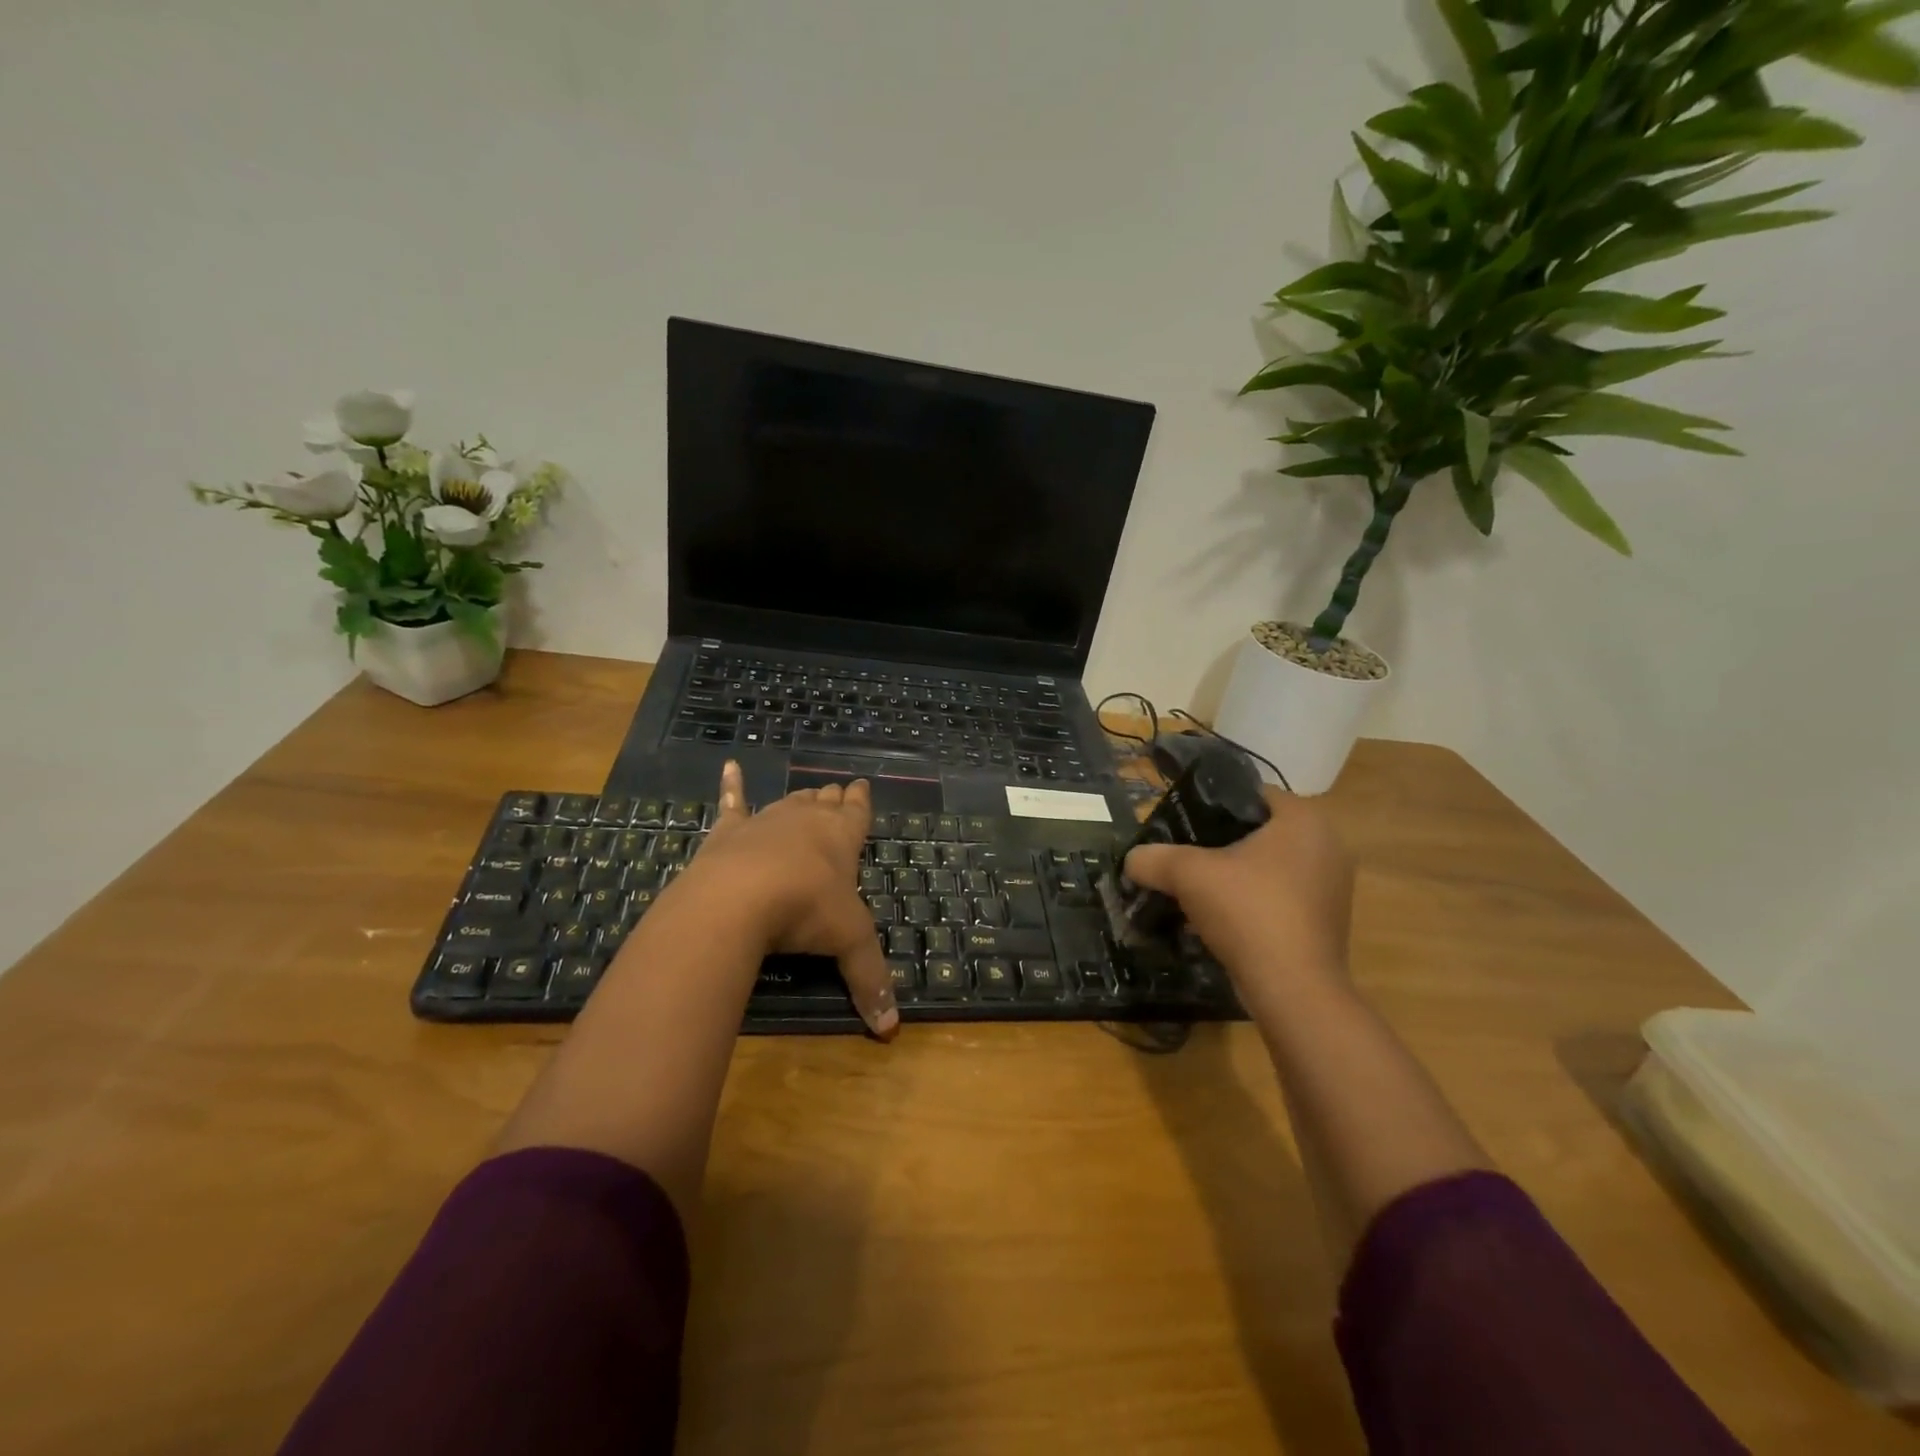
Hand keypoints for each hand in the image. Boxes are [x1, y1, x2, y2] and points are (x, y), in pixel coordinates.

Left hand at [680, 762, 897, 1038]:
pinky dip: (731, 785)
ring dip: (799, 799)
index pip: (857, 812)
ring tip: (807, 794)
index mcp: (842, 838)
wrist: (740, 897)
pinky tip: (729, 766)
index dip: (861, 802)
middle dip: (832, 799)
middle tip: (837, 792)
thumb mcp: (849, 943)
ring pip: (788, 802)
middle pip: (823, 803)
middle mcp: (807, 821)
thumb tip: (892, 1030)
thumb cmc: (806, 910)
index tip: (863, 786)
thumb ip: (870, 980)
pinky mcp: (730, 831)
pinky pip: (732, 802)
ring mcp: (766, 821)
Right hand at [1122, 789, 1353, 1006]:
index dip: (1213, 804)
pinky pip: (1282, 896)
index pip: (1252, 794)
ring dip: (1237, 875)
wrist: (1294, 989)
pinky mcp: (1328, 921)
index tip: (1183, 823)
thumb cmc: (1248, 912)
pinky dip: (1254, 901)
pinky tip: (1224, 918)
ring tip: (1199, 888)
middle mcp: (1328, 845)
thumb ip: (1154, 858)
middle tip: (1185, 856)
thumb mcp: (1188, 875)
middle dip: (1222, 843)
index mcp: (1304, 819)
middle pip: (1261, 832)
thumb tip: (1132, 859)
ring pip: (1271, 866)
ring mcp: (1333, 886)